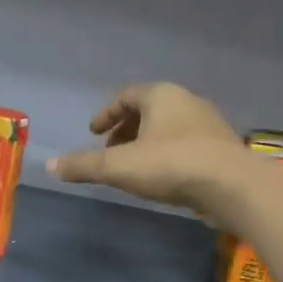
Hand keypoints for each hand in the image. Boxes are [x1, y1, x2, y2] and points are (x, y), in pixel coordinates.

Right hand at [48, 83, 244, 212]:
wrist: (232, 186)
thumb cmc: (170, 165)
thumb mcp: (118, 167)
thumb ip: (83, 166)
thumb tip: (50, 166)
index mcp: (161, 95)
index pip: (126, 96)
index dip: (106, 114)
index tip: (93, 133)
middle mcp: (187, 101)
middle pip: (149, 110)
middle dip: (126, 129)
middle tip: (110, 150)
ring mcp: (208, 123)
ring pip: (169, 127)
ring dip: (147, 143)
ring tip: (133, 166)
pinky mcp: (222, 147)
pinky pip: (187, 144)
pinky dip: (168, 154)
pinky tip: (162, 177)